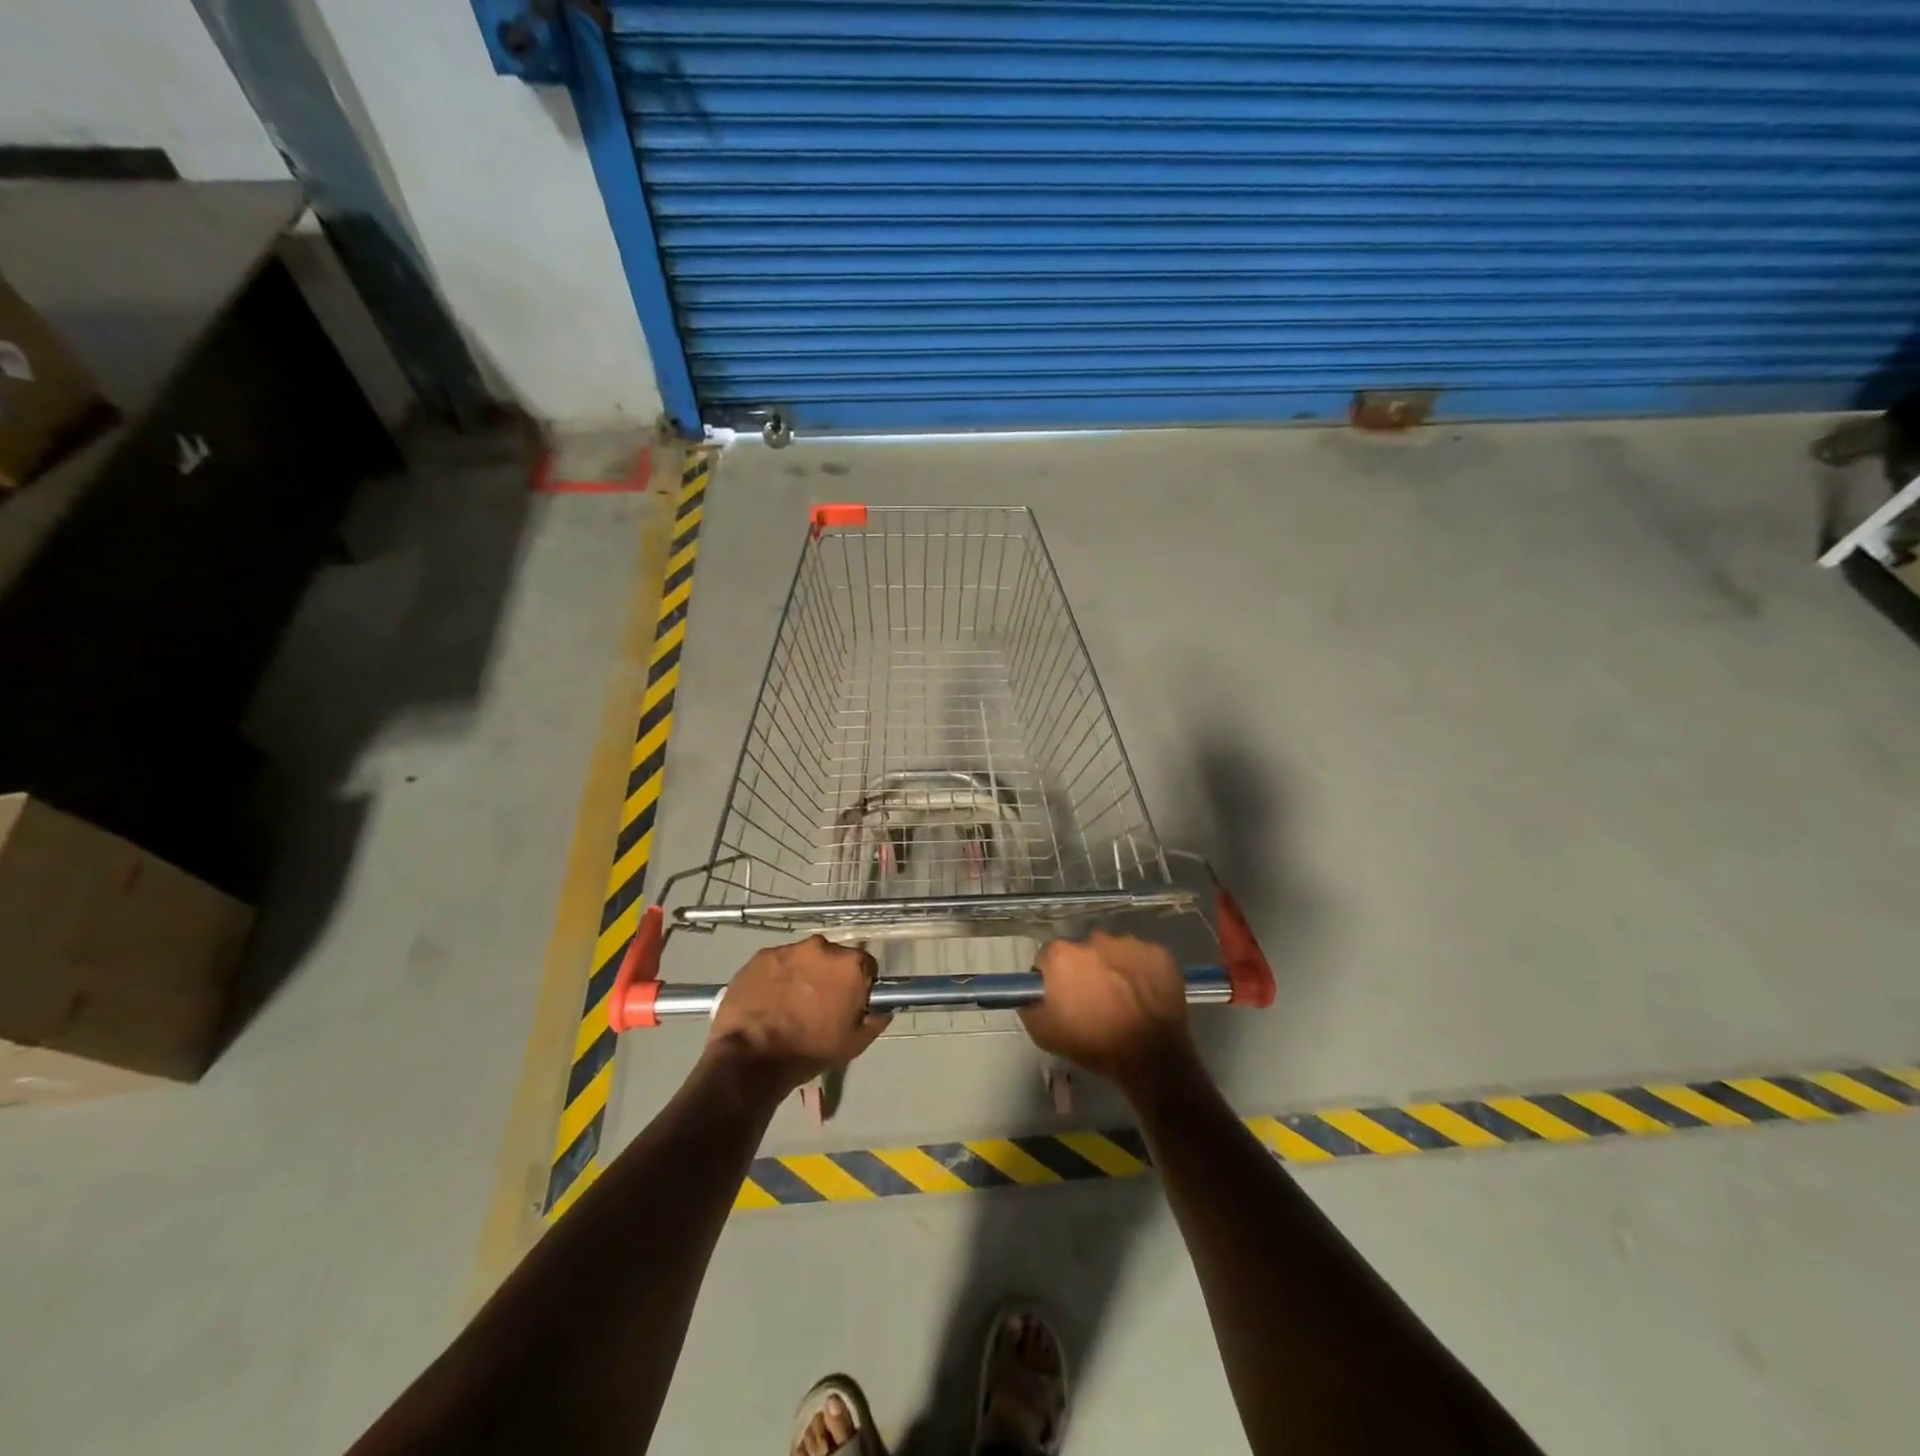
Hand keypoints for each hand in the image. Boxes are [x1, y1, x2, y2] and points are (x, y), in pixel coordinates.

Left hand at [705, 936, 889, 1095]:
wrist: (752, 1057)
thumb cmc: (810, 1050)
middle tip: (819, 1003)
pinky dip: (777, 976)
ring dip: (802, 974)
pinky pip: (777, 963)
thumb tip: (882, 1009)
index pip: (866, 966)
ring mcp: (788, 949)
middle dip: (829, 976)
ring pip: (803, 959)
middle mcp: (821, 947)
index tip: (849, 1001)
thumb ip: (875, 1020)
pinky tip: (769, 999)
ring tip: (790, 1003)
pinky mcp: (760, 956)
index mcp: (850, 965)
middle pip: (833, 958)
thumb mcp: (854, 1043)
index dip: (859, 984)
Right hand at [1018, 932, 1203, 1098]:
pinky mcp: (1158, 952)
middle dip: (1084, 970)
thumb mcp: (1043, 1033)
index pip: (1048, 958)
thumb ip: (1030, 1004)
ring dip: (1113, 968)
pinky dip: (1140, 971)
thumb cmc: (1093, 1045)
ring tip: (1123, 998)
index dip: (1053, 978)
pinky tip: (1144, 995)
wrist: (1151, 1058)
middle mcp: (1093, 939)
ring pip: (1113, 952)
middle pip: (1082, 952)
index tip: (1062, 997)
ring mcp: (1129, 943)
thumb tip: (1031, 992)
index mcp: (1062, 956)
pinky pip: (1142, 957)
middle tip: (1093, 999)